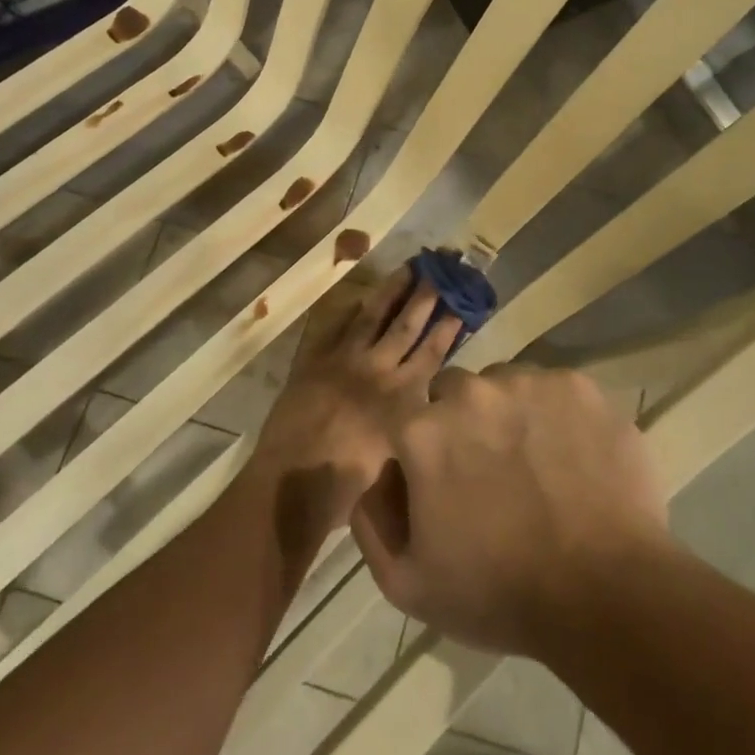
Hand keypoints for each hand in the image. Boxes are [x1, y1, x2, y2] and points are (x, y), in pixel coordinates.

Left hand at [250, 265, 461, 532]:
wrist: (294, 482)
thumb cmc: (350, 486)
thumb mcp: (398, 455)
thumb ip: (413, 421)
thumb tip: (425, 402)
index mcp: (402, 397)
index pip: (431, 352)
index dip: (447, 327)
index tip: (460, 305)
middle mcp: (377, 371)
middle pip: (406, 326)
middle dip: (425, 297)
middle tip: (439, 271)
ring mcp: (344, 361)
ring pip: (372, 317)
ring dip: (392, 291)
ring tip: (408, 268)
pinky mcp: (315, 361)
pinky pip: (335, 327)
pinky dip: (348, 311)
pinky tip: (358, 297)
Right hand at [350, 364, 669, 657]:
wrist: (605, 594)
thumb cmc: (499, 594)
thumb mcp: (406, 583)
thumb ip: (372, 519)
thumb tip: (382, 473)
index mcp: (423, 430)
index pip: (409, 421)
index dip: (423, 454)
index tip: (447, 486)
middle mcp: (472, 391)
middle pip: (454, 393)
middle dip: (463, 424)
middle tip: (491, 472)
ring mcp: (529, 383)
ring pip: (505, 385)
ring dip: (509, 413)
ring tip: (537, 465)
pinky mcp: (579, 386)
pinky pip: (555, 390)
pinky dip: (557, 414)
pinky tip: (572, 457)